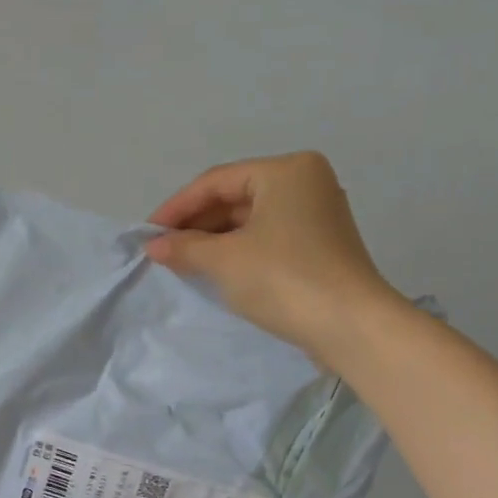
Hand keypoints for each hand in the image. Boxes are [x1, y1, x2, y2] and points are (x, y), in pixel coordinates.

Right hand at [145, 152, 403, 366]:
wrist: (350, 326)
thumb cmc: (284, 279)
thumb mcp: (225, 260)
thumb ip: (185, 247)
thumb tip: (154, 246)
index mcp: (287, 171)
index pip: (217, 181)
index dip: (177, 207)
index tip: (147, 233)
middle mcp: (307, 183)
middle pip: (236, 198)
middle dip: (197, 224)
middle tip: (162, 250)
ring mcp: (318, 216)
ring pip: (252, 221)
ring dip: (215, 241)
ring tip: (182, 262)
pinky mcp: (321, 248)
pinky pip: (268, 240)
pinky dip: (239, 252)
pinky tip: (215, 271)